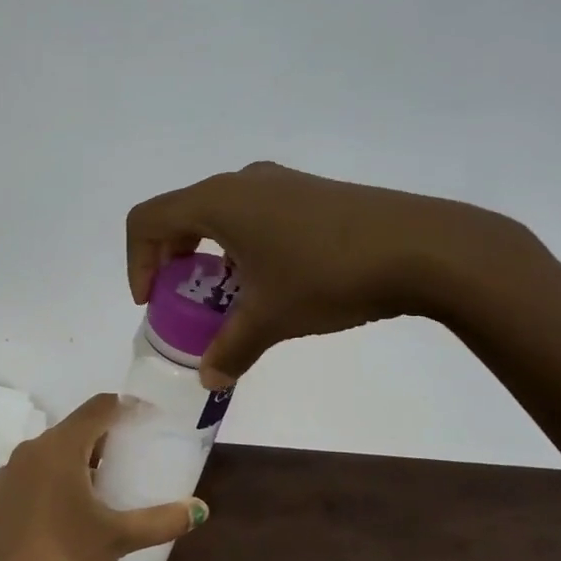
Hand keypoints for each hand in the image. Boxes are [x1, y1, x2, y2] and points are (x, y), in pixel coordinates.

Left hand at [0, 394, 205, 560]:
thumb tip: (199, 509)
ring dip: (79, 461)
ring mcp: (10, 473)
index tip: (149, 419)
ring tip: (106, 486)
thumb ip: (159, 521)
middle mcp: (31, 449)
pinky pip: (34, 476)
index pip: (98, 408)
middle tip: (134, 457)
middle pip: (75, 429)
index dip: (126, 408)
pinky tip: (68, 512)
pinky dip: (55, 481)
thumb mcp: (116, 538)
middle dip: (105, 439)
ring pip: (52, 454)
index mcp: (60, 447)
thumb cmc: (61, 558)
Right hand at [126, 162, 514, 388]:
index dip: (137, 262)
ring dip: (207, 253)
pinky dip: (240, 243)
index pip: (146, 220)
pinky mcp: (307, 190)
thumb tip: (209, 378)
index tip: (154, 302)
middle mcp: (239, 181)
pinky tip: (272, 277)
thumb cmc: (328, 275)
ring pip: (217, 213)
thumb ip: (230, 349)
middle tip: (183, 300)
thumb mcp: (271, 318)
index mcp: (216, 201)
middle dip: (170, 260)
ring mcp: (277, 181)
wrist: (424, 247)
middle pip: (178, 214)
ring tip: (228, 293)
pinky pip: (251, 212)